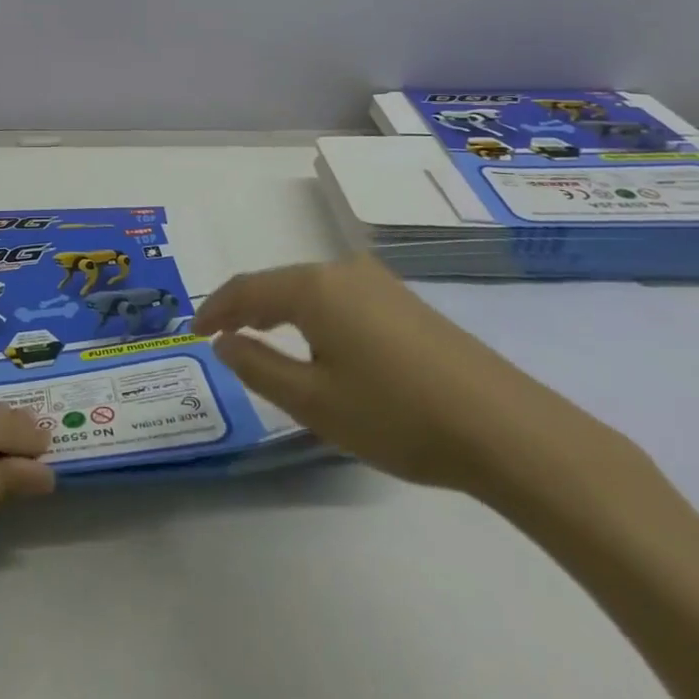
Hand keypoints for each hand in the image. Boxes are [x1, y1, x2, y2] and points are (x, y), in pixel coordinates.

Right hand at [194, 255, 602, 493]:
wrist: (506, 428)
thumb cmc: (397, 415)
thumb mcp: (314, 402)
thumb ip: (258, 367)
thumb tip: (224, 342)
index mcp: (313, 287)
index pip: (247, 288)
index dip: (214, 308)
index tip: (192, 332)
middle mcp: (342, 270)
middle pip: (279, 282)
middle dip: (246, 308)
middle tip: (222, 338)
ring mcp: (378, 282)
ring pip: (311, 289)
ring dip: (281, 311)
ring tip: (264, 341)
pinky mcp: (405, 301)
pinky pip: (340, 298)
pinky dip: (315, 316)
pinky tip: (321, 345)